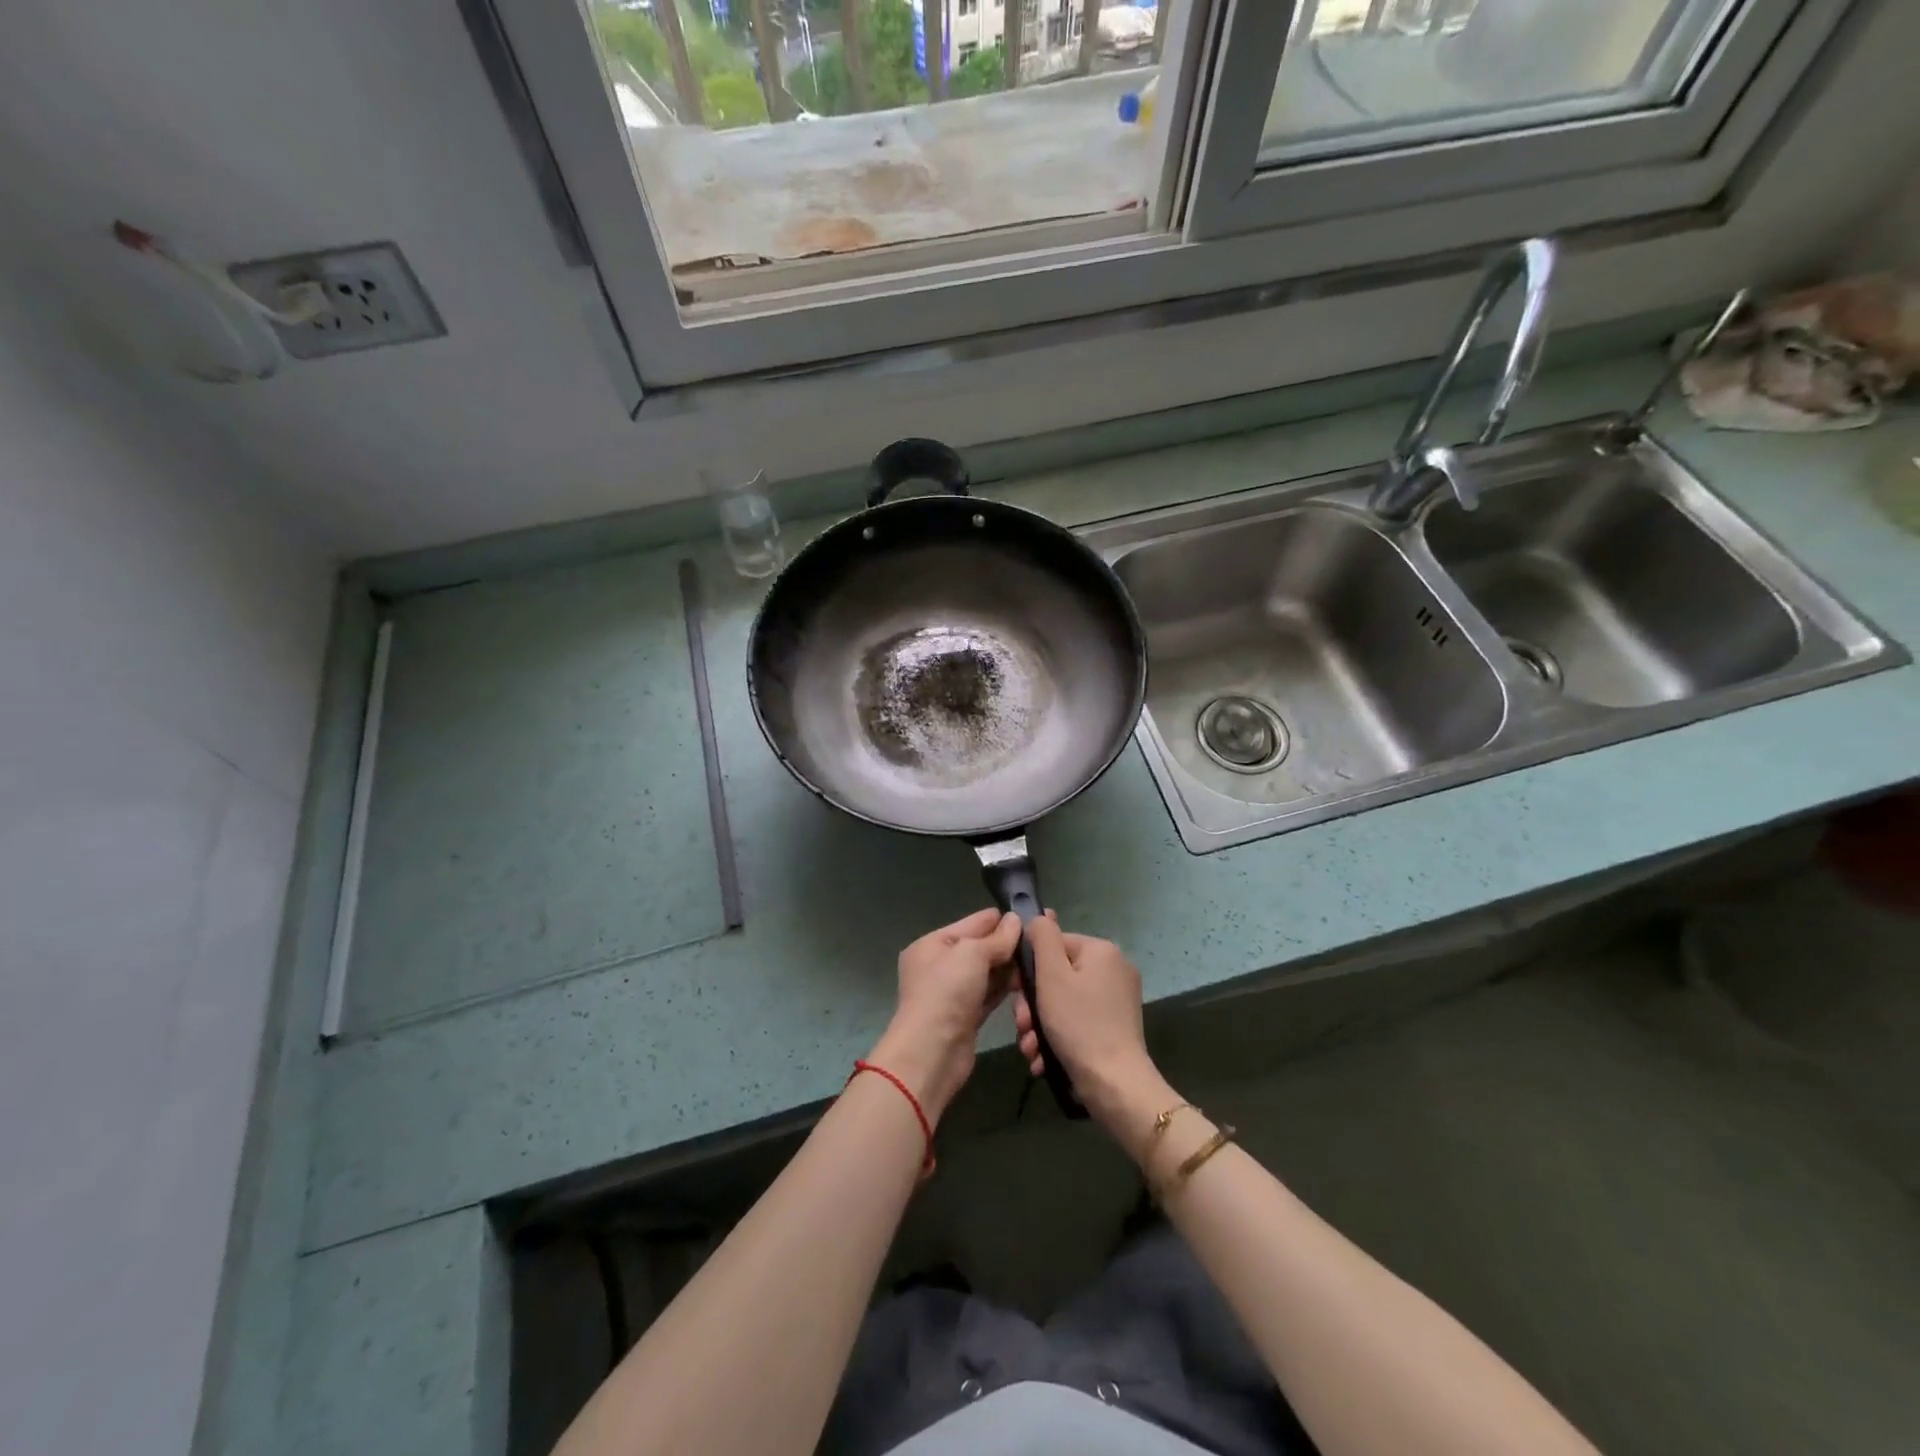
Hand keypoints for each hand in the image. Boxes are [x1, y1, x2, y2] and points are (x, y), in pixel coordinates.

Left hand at [868, 909, 1023, 1121]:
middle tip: (1042, 941)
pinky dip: (1006, 989)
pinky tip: (1028, 983)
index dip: (1000, 920)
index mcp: (932, 944)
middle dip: (1007, 945)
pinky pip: (989, 995)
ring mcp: (952, 993)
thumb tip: (1016, 920)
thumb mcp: (972, 954)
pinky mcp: (966, 1017)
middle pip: (980, 948)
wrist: (932, 1052)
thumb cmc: (946, 992)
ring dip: (1010, 969)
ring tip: (1041, 961)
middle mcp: (939, 966)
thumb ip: (997, 938)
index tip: (1032, 916)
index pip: (971, 923)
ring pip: (987, 973)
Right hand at [1014, 917, 1171, 1138]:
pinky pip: (1077, 1021)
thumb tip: (1039, 917)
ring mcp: (1116, 999)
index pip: (1053, 944)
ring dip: (1040, 1025)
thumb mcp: (1052, 976)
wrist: (1114, 1085)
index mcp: (1101, 950)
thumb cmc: (1079, 1024)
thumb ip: (1043, 938)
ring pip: (1063, 1002)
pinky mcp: (1115, 1026)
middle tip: (1022, 1029)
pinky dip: (1058, 1037)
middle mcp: (1113, 969)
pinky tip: (1043, 1058)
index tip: (1017, 997)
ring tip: (1030, 1049)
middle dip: (1032, 1005)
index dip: (1029, 970)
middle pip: (1057, 976)